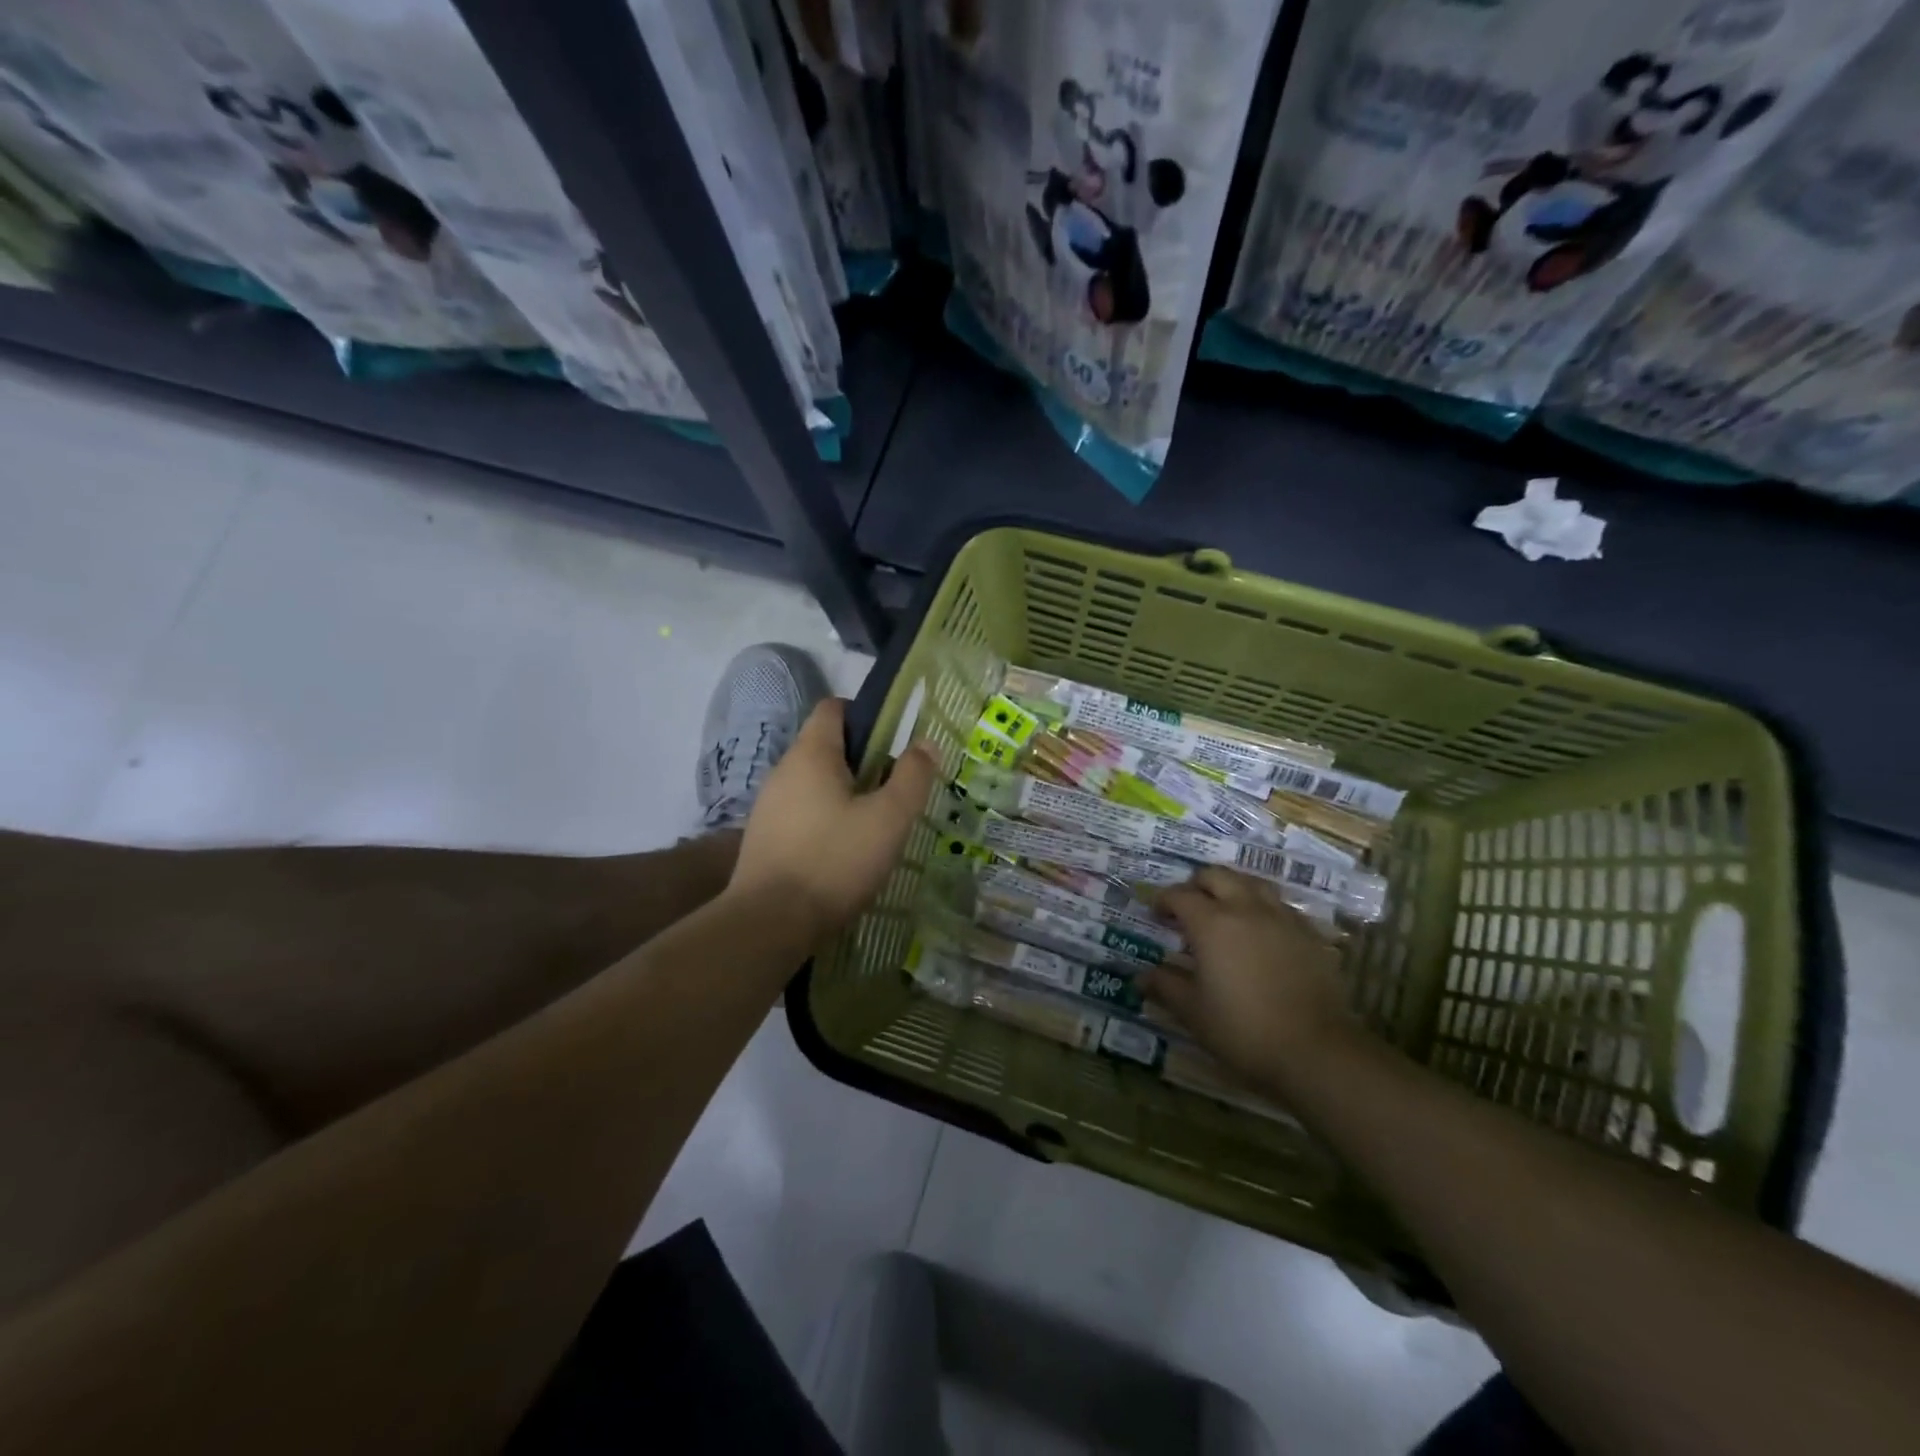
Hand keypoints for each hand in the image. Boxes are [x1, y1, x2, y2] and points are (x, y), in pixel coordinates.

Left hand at [727, 699, 938, 944]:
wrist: (769, 922)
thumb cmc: (834, 861)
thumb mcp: (889, 819)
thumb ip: (912, 777)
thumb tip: (925, 743)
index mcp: (812, 754)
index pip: (834, 708)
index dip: (866, 716)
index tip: (894, 745)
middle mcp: (784, 770)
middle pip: (827, 746)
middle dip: (863, 762)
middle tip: (893, 793)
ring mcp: (769, 804)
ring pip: (815, 783)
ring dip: (845, 794)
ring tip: (874, 826)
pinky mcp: (764, 836)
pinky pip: (802, 811)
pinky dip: (825, 819)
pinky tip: (843, 851)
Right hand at [1142, 867, 1361, 1095]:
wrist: (1317, 1051)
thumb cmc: (1244, 1030)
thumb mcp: (1194, 1013)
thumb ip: (1166, 987)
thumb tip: (1142, 977)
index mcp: (1211, 924)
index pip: (1180, 895)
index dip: (1163, 900)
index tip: (1156, 914)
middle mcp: (1246, 909)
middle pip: (1217, 876)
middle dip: (1197, 884)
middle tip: (1188, 906)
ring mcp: (1282, 917)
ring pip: (1252, 883)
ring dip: (1232, 887)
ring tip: (1225, 909)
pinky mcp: (1309, 933)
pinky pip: (1280, 905)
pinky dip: (1262, 907)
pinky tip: (1261, 931)